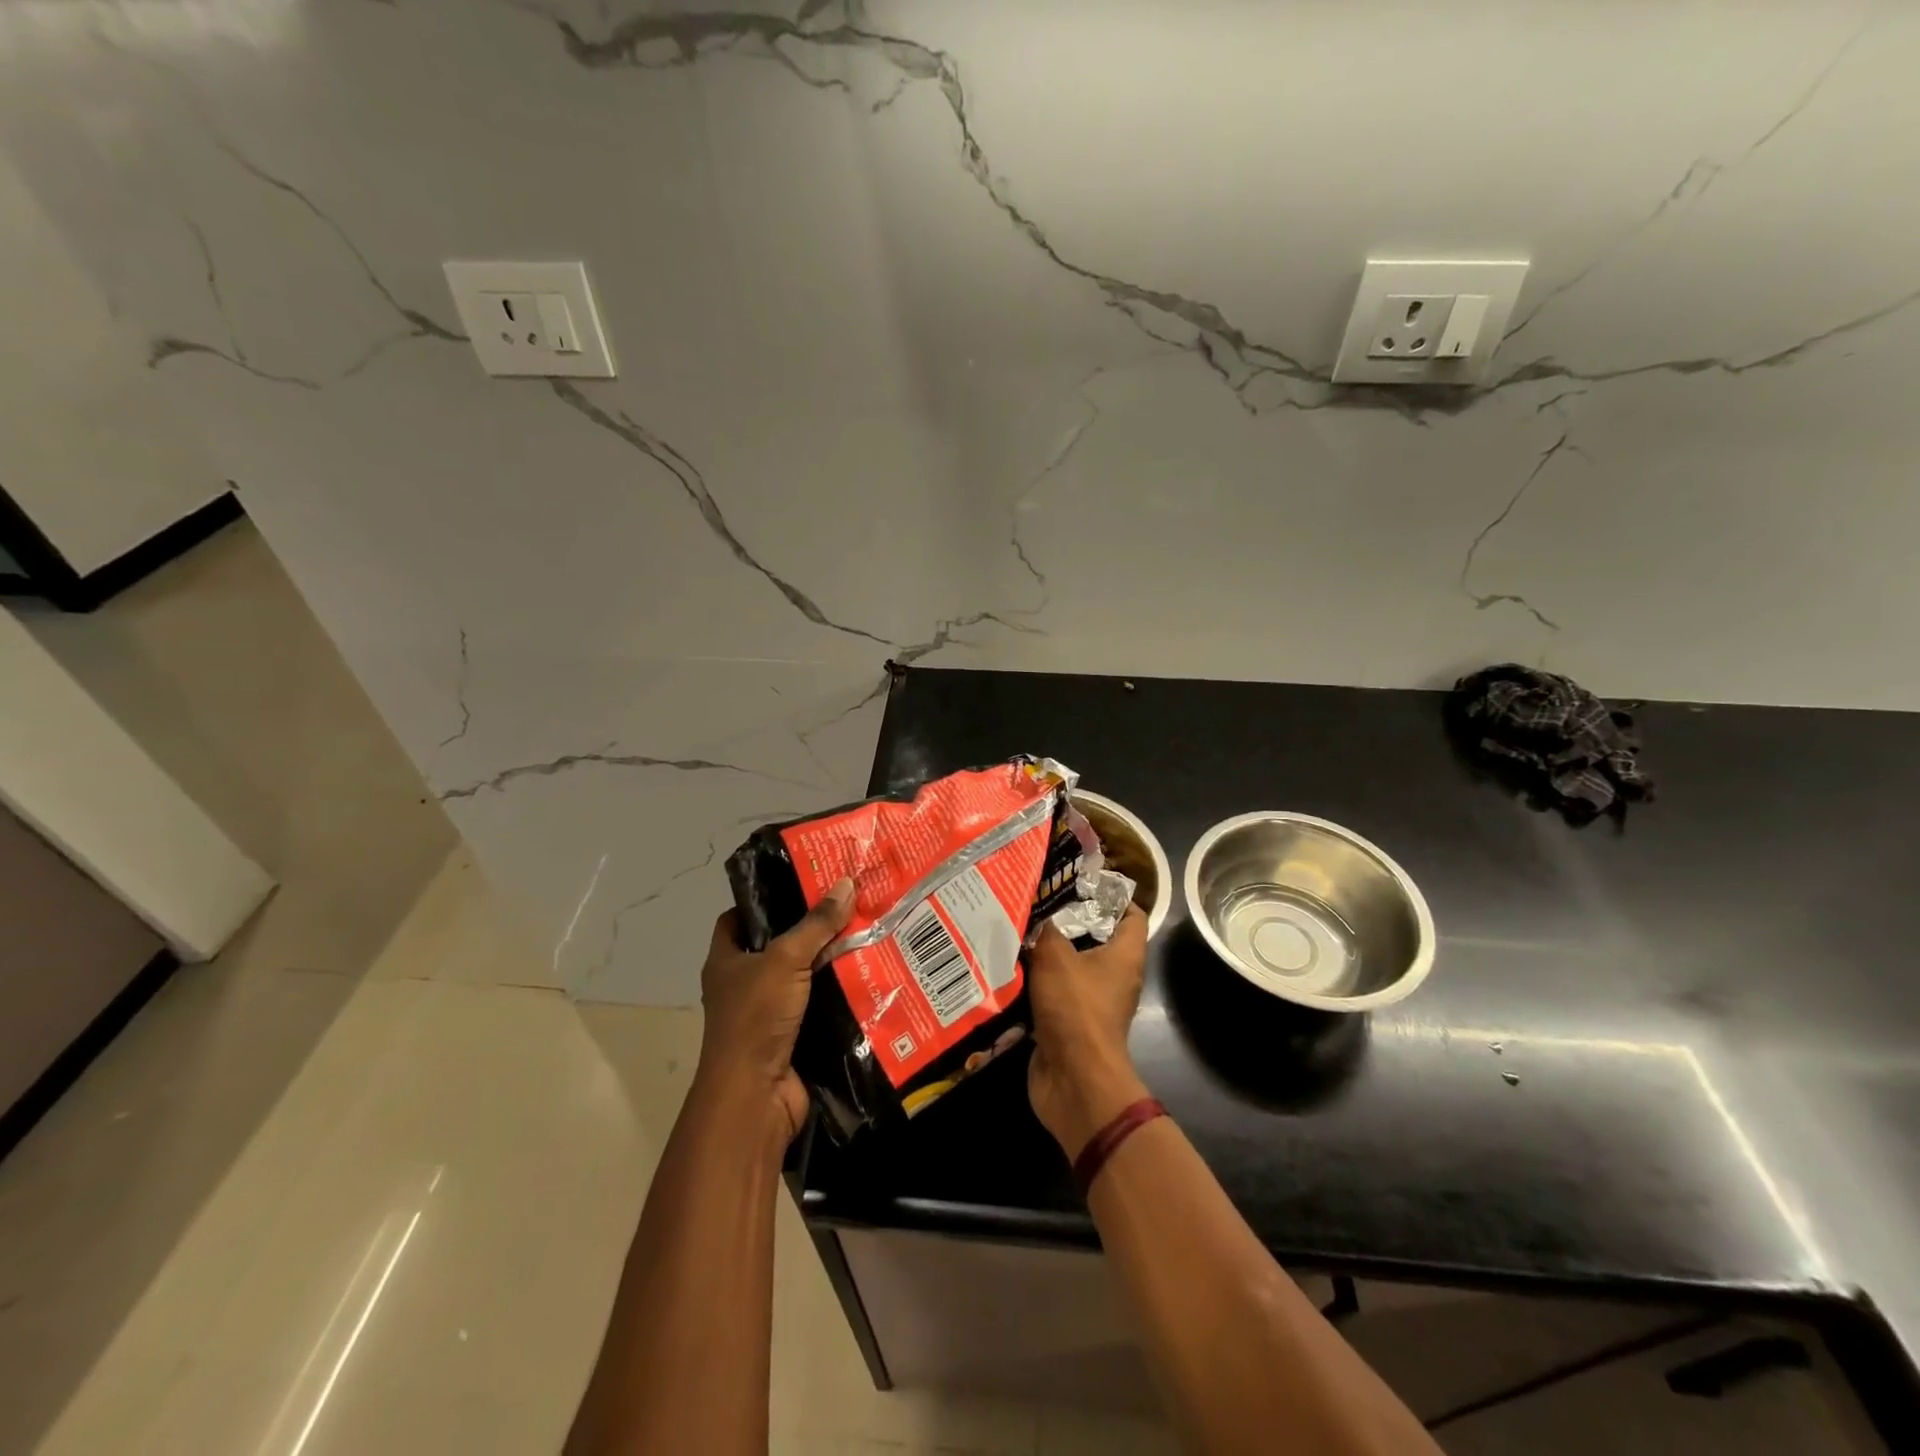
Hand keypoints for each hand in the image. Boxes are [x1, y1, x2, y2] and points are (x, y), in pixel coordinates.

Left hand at [695, 878, 853, 1142]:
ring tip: (868, 930)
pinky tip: (871, 973)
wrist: (756, 1096)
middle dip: (811, 927)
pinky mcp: (794, 1035)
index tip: (801, 882)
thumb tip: (846, 883)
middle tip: (848, 903)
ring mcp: (768, 1013)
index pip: (738, 917)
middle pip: (779, 945)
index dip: (764, 898)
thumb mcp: (785, 960)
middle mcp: (743, 984)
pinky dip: (841, 992)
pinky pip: (821, 1005)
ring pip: (804, 975)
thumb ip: (816, 923)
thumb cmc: (756, 1018)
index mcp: (726, 960)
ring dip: (831, 960)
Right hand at [1026, 905, 1151, 1159]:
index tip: (1079, 878)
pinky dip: (1032, 981)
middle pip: (1095, 937)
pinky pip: (1051, 992)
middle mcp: (1113, 976)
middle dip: (1066, 919)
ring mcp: (1091, 1002)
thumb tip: (1031, 908)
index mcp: (1125, 955)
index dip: (1112, 893)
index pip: (1131, 914)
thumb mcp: (1055, 957)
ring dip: (1044, 951)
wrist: (1073, 1080)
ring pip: (1068, 965)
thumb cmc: (1076, 1009)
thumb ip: (1043, 929)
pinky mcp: (1068, 1023)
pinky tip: (1005, 964)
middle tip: (1034, 898)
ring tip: (1013, 925)